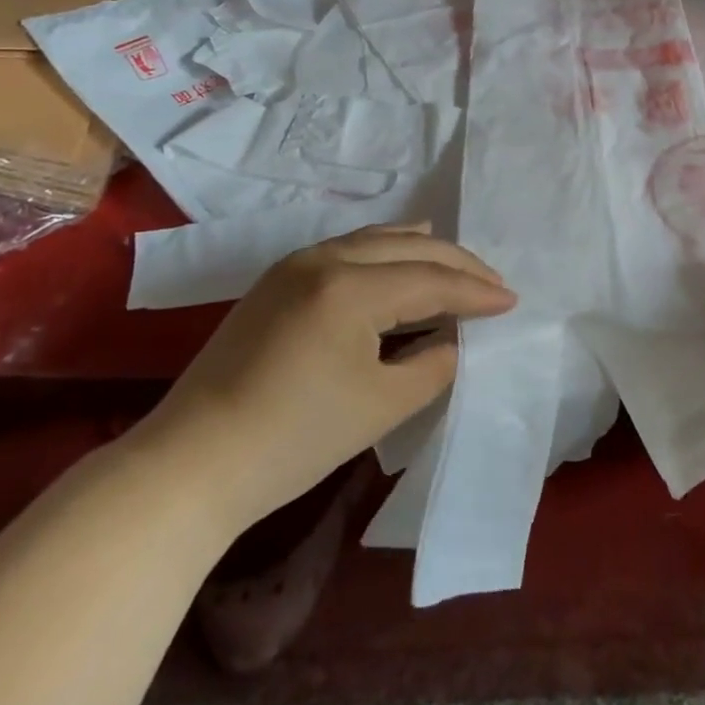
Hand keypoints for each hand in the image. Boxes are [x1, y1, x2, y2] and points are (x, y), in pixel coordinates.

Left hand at [130, 225, 515, 540]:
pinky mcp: (277, 280)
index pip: (430, 280)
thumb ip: (433, 364)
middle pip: (407, 247)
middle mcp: (324, 259)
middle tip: (493, 282)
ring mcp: (295, 265)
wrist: (191, 464)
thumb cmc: (294, 439)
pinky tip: (399, 260)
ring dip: (420, 250)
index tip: (512, 300)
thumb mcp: (381, 404)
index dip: (475, 292)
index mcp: (350, 287)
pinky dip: (384, 253)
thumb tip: (455, 340)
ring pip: (376, 240)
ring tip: (456, 262)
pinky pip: (348, 250)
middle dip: (456, 263)